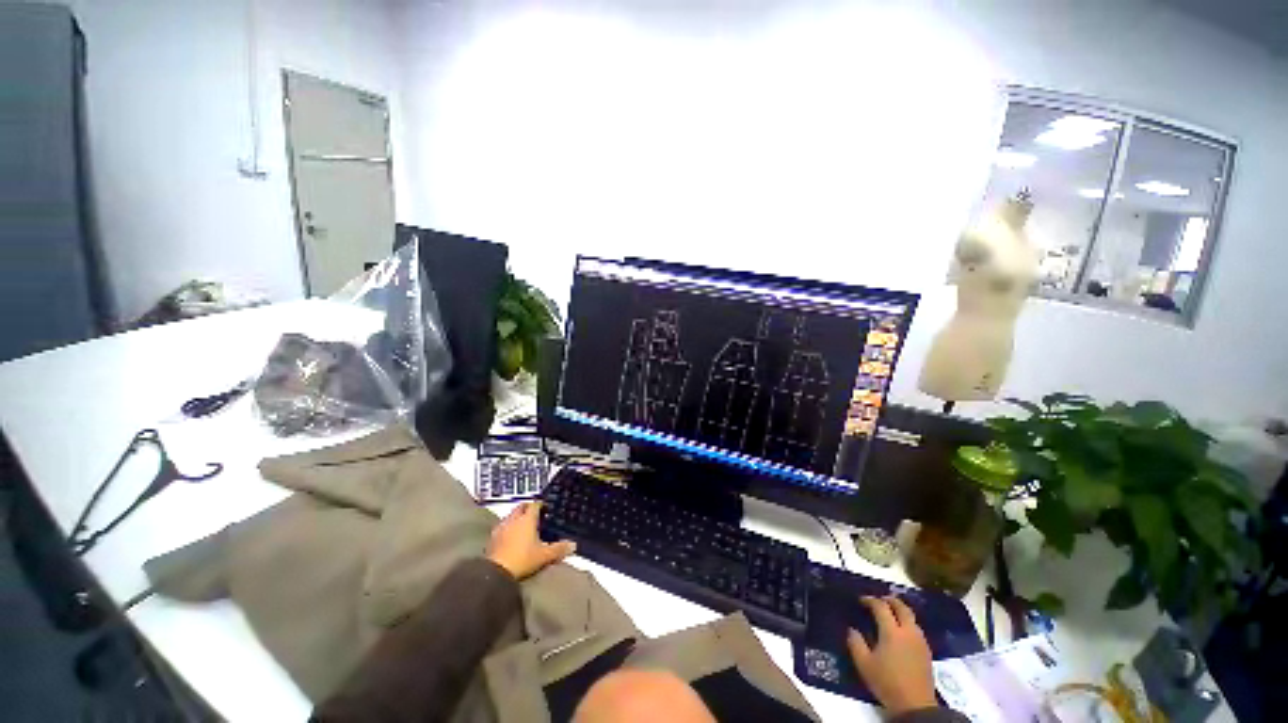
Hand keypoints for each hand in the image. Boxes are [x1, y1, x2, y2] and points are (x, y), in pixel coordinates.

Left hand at [486, 502, 575, 580]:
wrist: (496, 572)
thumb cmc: (523, 559)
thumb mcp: (544, 555)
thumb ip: (559, 549)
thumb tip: (573, 545)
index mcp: (527, 519)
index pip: (535, 505)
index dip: (540, 504)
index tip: (545, 507)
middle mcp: (514, 519)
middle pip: (521, 507)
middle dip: (527, 507)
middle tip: (534, 513)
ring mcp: (501, 528)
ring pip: (510, 516)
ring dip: (516, 517)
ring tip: (523, 524)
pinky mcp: (492, 538)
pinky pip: (502, 527)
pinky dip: (508, 528)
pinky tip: (510, 536)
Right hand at [847, 595, 937, 715]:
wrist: (916, 706)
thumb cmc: (887, 682)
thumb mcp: (864, 664)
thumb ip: (855, 643)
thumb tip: (852, 629)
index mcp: (892, 632)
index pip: (881, 607)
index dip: (870, 600)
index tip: (861, 600)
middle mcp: (908, 632)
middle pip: (902, 607)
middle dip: (890, 600)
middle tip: (879, 600)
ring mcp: (920, 641)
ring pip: (912, 617)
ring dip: (900, 611)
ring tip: (890, 613)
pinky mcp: (927, 651)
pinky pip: (916, 628)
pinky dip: (907, 623)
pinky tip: (901, 632)